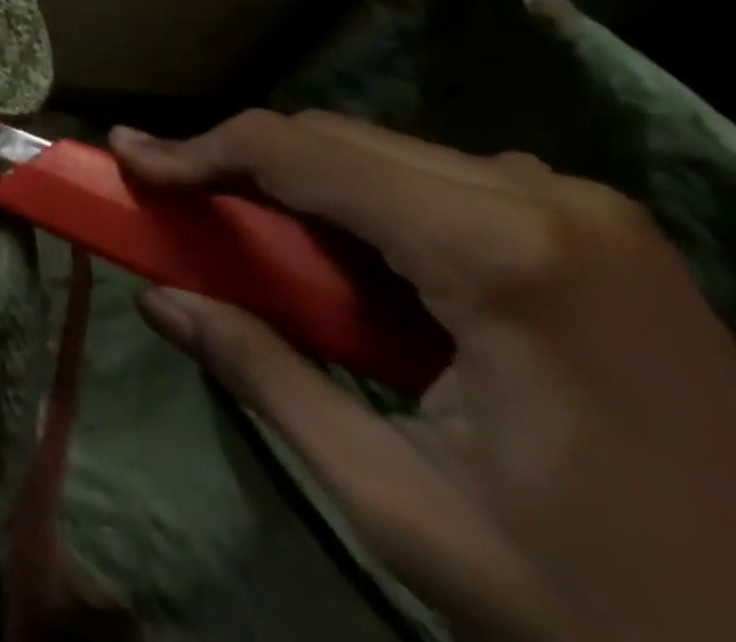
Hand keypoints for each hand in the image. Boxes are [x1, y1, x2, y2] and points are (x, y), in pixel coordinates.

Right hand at [111, 111, 735, 641]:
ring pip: (383, 152)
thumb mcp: (404, 505)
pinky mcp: (598, 233)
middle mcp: (546, 199)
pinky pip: (437, 181)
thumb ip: (265, 376)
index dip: (197, 149)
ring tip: (242, 232)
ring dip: (297, 184)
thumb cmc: (609, 610)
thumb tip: (156, 299)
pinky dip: (361, 203)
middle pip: (337, 140)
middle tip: (168, 198)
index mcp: (502, 254)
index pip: (300, 152)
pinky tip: (345, 261)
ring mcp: (585, 211)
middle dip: (238, 165)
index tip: (126, 158)